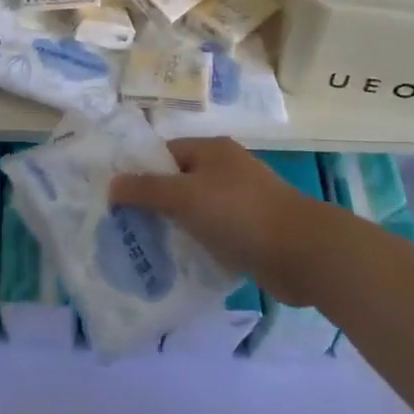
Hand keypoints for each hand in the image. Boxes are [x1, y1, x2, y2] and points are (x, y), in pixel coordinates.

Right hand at [110, 137, 317, 306]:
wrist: (302, 252)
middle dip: (154, 203)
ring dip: (176, 227)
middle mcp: (226, 169)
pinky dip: (198, 245)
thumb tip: (111, 184)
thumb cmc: (238, 213)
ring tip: (146, 248)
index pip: (164, 153)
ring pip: (196, 210)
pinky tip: (180, 264)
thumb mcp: (184, 196)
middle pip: (179, 182)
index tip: (116, 198)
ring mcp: (242, 200)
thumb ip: (145, 189)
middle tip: (125, 227)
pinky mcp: (252, 231)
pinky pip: (215, 233)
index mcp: (211, 150)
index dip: (140, 172)